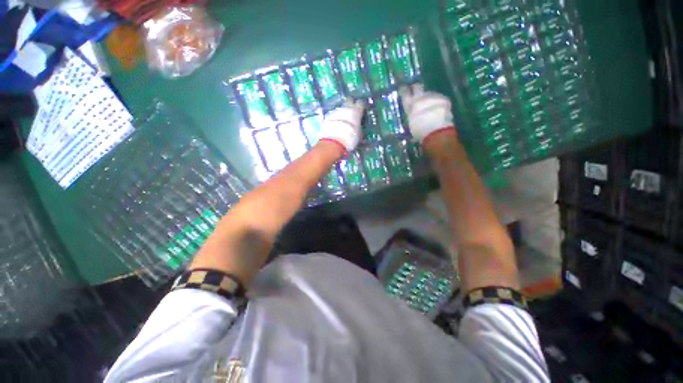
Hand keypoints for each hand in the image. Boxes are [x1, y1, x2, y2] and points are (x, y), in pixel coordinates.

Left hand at [319, 98, 364, 152]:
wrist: (333, 142)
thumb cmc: (350, 138)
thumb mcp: (359, 135)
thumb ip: (359, 128)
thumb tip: (359, 128)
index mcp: (356, 111)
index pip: (361, 104)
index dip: (361, 107)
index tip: (362, 111)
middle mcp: (346, 108)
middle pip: (349, 101)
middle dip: (351, 105)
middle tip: (352, 113)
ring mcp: (336, 111)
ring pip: (341, 109)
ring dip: (342, 114)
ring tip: (343, 123)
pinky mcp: (327, 117)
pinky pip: (333, 116)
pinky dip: (335, 119)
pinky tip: (336, 126)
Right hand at [399, 83, 454, 142]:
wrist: (436, 131)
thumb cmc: (419, 131)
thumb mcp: (411, 124)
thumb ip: (411, 115)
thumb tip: (413, 114)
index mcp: (410, 105)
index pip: (405, 93)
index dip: (404, 90)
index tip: (404, 89)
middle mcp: (420, 97)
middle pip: (418, 87)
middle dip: (416, 88)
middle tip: (416, 92)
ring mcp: (433, 96)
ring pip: (429, 94)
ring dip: (429, 98)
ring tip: (430, 106)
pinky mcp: (444, 98)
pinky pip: (439, 99)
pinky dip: (438, 103)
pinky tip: (439, 110)